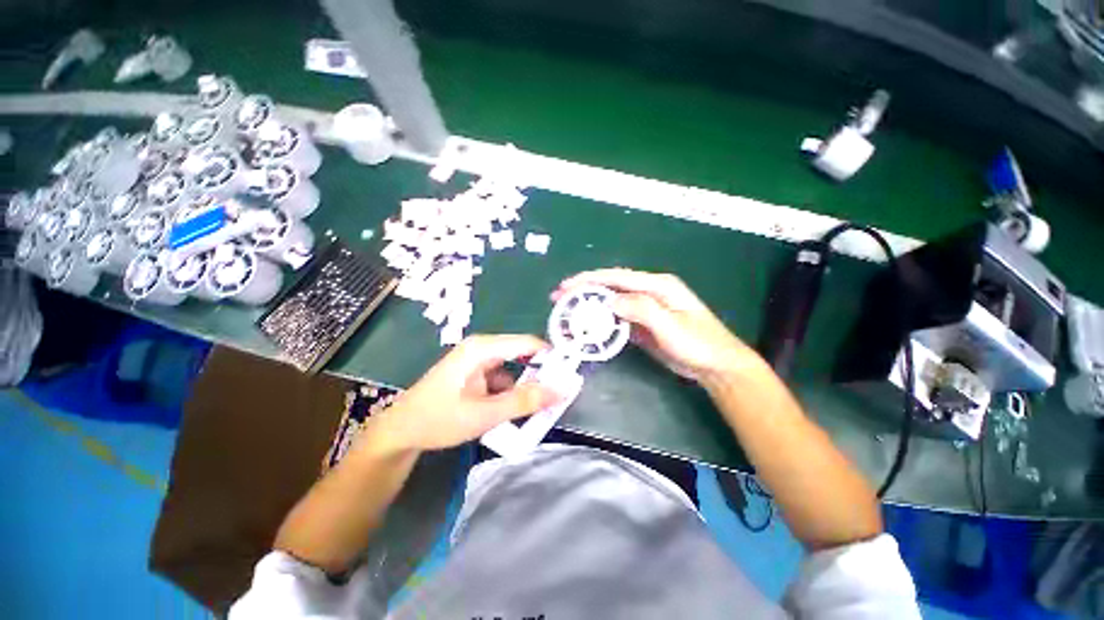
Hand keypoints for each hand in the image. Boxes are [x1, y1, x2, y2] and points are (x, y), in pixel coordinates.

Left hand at [367, 335, 561, 451]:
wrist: (400, 432)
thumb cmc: (438, 419)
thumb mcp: (485, 413)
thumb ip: (525, 401)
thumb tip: (562, 390)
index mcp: (483, 348)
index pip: (528, 343)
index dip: (551, 356)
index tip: (569, 375)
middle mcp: (482, 348)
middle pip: (522, 355)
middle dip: (540, 374)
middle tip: (558, 395)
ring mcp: (478, 361)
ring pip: (514, 369)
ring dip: (526, 386)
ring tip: (539, 407)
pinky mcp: (475, 374)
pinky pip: (503, 378)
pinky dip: (512, 392)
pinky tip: (513, 410)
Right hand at [553, 268, 756, 383]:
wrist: (715, 366)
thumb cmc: (698, 343)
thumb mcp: (671, 325)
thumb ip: (641, 309)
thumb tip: (610, 301)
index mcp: (657, 285)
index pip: (617, 277)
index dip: (589, 280)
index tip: (566, 286)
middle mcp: (649, 291)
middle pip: (611, 286)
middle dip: (584, 289)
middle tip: (559, 297)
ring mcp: (646, 307)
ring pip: (612, 301)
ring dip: (589, 304)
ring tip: (568, 309)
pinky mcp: (643, 323)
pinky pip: (617, 317)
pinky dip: (601, 318)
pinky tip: (588, 323)